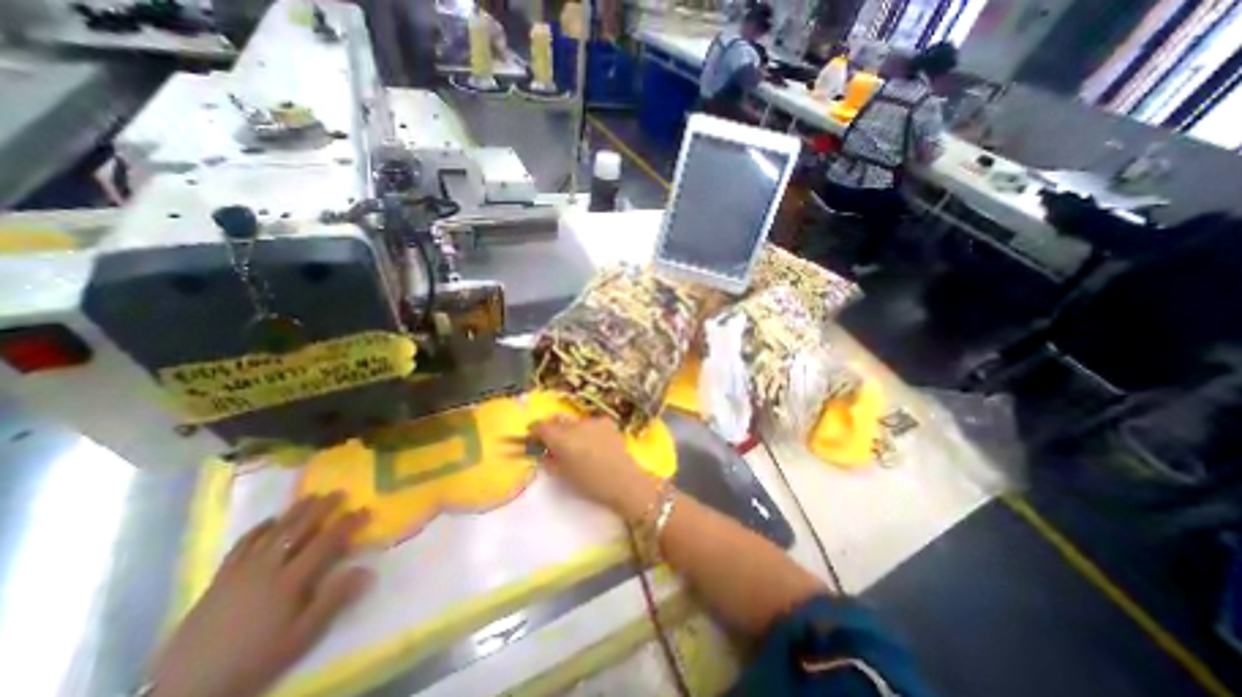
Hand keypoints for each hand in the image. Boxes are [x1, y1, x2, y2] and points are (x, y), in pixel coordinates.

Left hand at [148, 492, 371, 696]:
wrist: (187, 690)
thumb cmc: (255, 660)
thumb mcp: (301, 636)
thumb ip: (334, 600)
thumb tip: (367, 569)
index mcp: (289, 581)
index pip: (326, 542)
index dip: (348, 523)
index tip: (366, 510)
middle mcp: (265, 569)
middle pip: (297, 529)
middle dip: (321, 508)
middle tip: (338, 493)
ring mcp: (239, 572)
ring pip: (271, 532)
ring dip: (293, 512)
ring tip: (310, 497)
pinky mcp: (219, 580)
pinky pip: (241, 546)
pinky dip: (258, 529)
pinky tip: (269, 521)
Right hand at [530, 416, 659, 520]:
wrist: (623, 481)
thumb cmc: (590, 483)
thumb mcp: (563, 475)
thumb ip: (549, 461)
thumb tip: (543, 453)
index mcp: (561, 438)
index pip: (540, 426)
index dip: (534, 431)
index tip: (532, 439)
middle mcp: (575, 424)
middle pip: (557, 421)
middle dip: (552, 430)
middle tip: (553, 444)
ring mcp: (592, 421)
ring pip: (574, 422)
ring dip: (571, 430)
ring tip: (578, 445)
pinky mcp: (606, 421)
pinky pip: (590, 423)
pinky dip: (588, 430)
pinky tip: (594, 443)